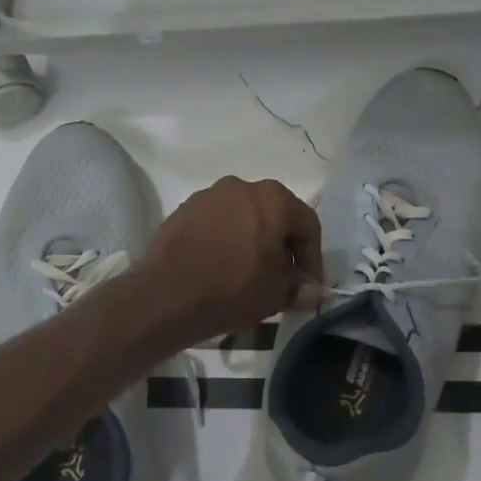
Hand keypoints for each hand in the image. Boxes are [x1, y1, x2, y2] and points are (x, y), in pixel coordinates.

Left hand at [139, 177, 322, 346]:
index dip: (313, 259)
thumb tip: (312, 290)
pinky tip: (220, 266)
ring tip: (249, 272)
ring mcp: (208, 195)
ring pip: (243, 217)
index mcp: (273, 198)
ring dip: (252, 240)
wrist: (166, 294)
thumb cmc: (233, 289)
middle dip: (282, 246)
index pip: (307, 225)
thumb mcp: (276, 294)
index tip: (309, 286)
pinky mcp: (183, 209)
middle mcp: (242, 186)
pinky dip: (225, 240)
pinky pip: (216, 223)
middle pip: (274, 215)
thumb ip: (299, 288)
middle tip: (282, 278)